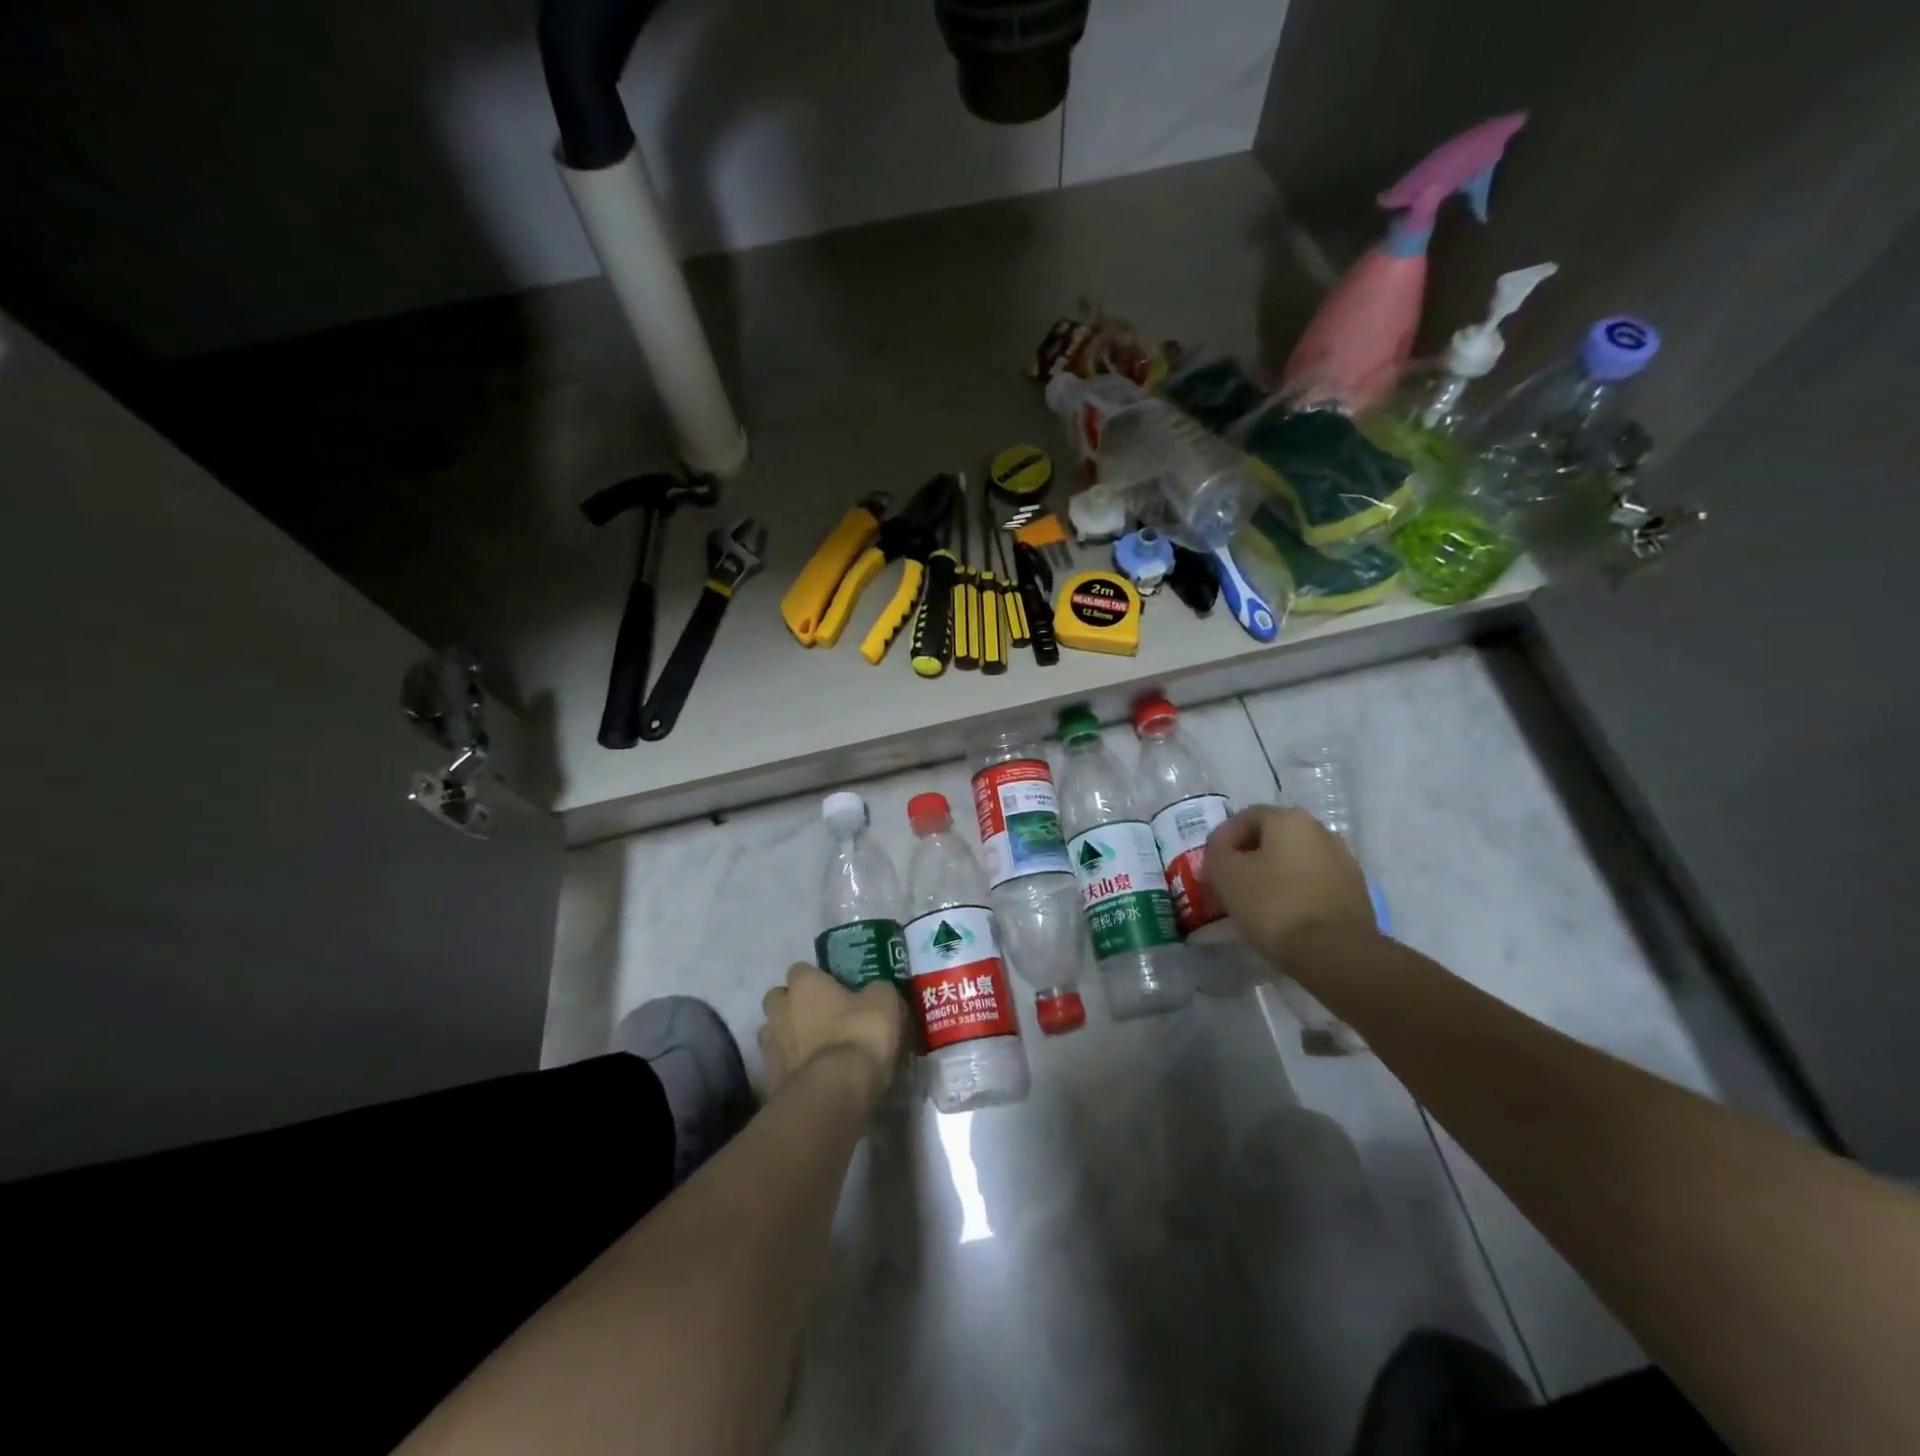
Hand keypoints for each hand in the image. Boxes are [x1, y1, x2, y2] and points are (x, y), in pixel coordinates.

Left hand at [759, 964, 903, 1101]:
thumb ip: (876, 991)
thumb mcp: (884, 1003)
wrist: (834, 1093)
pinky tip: (813, 1076)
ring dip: (789, 1037)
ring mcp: (770, 1046)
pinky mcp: (769, 1080)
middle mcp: (779, 1009)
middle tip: (820, 1017)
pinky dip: (791, 1068)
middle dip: (793, 1005)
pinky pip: (779, 1065)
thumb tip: (875, 992)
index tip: (835, 990)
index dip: (817, 979)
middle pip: (778, 999)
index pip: (801, 970)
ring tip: (815, 1050)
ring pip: (774, 1033)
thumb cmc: (858, 1035)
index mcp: (804, 984)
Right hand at [1203, 806, 1377, 962]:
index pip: (1245, 818)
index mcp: (1289, 819)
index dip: (1222, 839)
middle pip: (1273, 837)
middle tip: (1228, 881)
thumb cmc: (1273, 904)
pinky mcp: (1355, 891)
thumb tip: (1222, 852)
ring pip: (1295, 860)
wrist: (1334, 953)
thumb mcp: (1226, 874)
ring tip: (1255, 901)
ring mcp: (1343, 861)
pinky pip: (1313, 882)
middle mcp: (1321, 831)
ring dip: (1273, 873)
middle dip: (1248, 856)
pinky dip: (1295, 891)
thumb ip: (1217, 854)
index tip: (1210, 865)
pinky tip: (1283, 914)